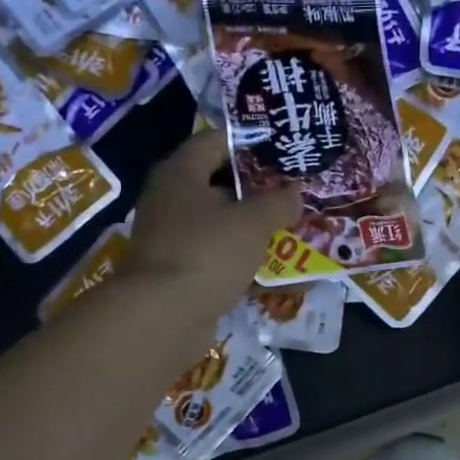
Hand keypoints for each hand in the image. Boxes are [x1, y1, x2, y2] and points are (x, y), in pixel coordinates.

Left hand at [125, 130, 300, 322]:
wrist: (163, 317)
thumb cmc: (207, 252)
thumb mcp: (252, 222)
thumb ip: (278, 203)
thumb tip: (296, 192)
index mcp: (180, 174)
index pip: (215, 141)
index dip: (249, 142)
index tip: (283, 148)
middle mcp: (171, 201)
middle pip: (218, 185)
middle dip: (258, 190)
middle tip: (294, 192)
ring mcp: (173, 240)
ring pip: (221, 226)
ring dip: (253, 230)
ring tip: (293, 229)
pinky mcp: (181, 275)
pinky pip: (220, 261)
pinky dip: (245, 265)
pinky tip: (278, 273)